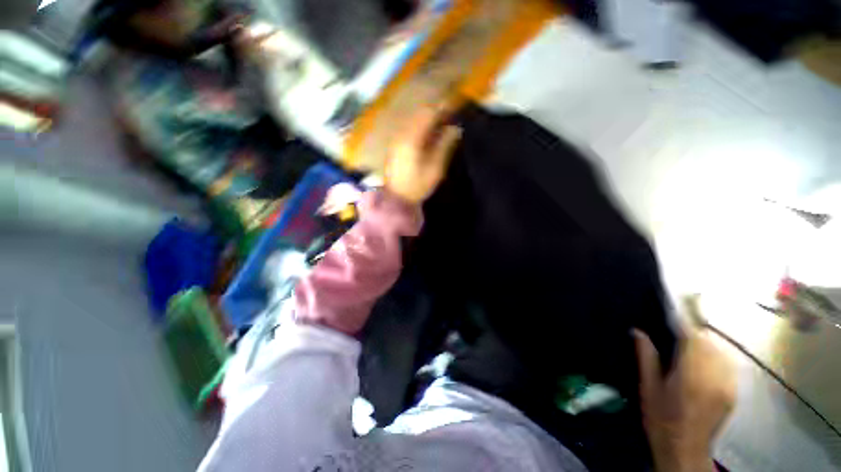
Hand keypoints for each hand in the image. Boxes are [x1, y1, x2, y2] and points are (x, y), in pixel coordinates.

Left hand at [384, 107, 461, 203]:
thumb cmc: (417, 185)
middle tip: (449, 114)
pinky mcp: (395, 147)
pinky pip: (409, 129)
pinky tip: (427, 134)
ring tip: (441, 123)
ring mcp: (397, 140)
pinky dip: (420, 127)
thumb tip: (455, 129)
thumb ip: (445, 146)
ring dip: (427, 119)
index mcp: (412, 139)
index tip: (454, 106)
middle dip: (435, 112)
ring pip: (413, 121)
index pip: (428, 115)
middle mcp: (402, 135)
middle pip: (419, 115)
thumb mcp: (435, 168)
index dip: (442, 108)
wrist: (397, 198)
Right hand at [634, 328, 735, 471]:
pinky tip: (705, 361)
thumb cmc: (660, 418)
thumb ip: (646, 357)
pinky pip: (728, 365)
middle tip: (678, 329)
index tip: (672, 311)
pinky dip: (717, 356)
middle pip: (709, 342)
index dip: (683, 323)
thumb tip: (637, 331)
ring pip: (721, 351)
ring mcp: (727, 386)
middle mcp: (713, 377)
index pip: (692, 339)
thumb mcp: (648, 387)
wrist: (684, 449)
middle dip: (694, 332)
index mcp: (689, 375)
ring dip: (706, 343)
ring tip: (691, 343)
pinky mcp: (733, 393)